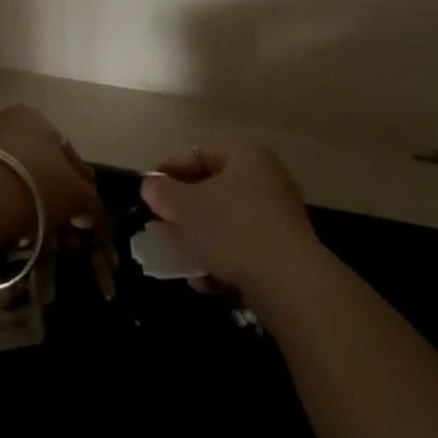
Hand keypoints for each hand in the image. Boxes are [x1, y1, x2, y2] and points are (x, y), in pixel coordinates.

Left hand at [0, 104, 100, 233]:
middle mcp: (3, 119)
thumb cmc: (34, 187)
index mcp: (36, 117)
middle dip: (47, 191)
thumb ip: (90, 203)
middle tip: (54, 223)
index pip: (66, 152)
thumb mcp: (77, 196)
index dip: (80, 184)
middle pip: (34, 160)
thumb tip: (91, 214)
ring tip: (25, 230)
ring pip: (7, 172)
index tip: (83, 211)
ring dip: (18, 196)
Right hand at [140, 143, 322, 293]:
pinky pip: (243, 248)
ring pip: (226, 223)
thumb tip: (150, 185)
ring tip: (181, 262)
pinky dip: (223, 261)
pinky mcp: (284, 251)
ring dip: (201, 242)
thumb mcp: (187, 208)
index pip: (199, 154)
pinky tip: (208, 282)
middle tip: (162, 229)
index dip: (170, 171)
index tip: (148, 192)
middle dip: (185, 213)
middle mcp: (266, 179)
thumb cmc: (233, 230)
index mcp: (246, 156)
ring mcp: (278, 216)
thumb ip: (163, 193)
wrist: (289, 283)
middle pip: (213, 191)